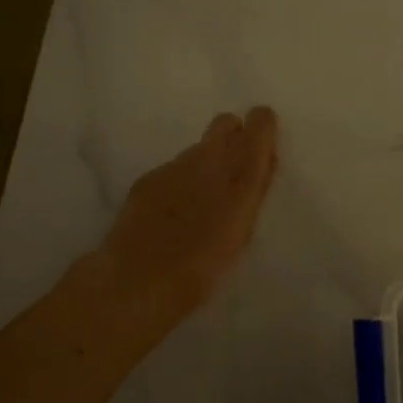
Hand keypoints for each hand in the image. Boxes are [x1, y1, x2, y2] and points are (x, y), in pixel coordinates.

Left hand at [100, 107, 279, 317]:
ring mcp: (174, 166)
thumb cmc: (203, 267)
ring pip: (198, 149)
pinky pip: (173, 170)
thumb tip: (265, 161)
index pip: (259, 123)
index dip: (262, 129)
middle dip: (233, 137)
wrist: (138, 279)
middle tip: (235, 171)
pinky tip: (173, 213)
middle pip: (225, 123)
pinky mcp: (148, 178)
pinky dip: (179, 183)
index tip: (263, 149)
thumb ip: (255, 191)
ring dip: (205, 165)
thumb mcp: (243, 232)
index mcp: (240, 173)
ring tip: (202, 202)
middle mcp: (207, 158)